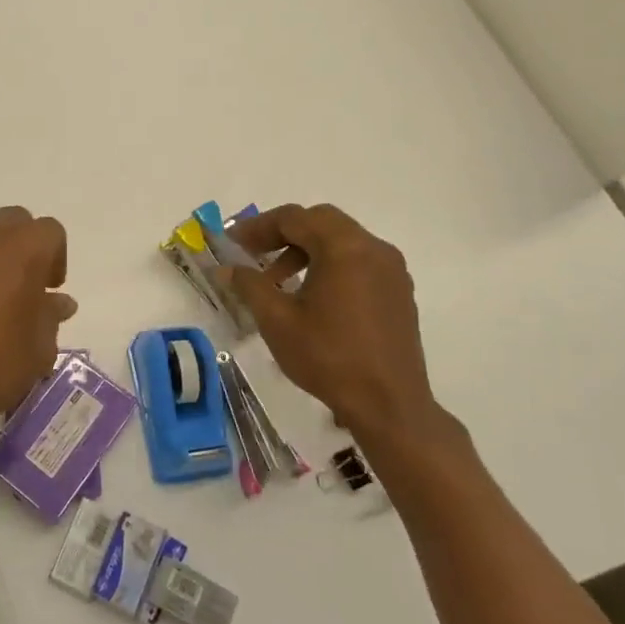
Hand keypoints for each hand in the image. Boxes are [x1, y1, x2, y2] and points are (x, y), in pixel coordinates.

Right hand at [225, 204, 438, 449]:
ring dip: (306, 249)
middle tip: (254, 253)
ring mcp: (391, 270)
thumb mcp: (277, 321)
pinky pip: (359, 261)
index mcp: (344, 248)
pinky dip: (330, 264)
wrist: (389, 405)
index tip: (232, 244)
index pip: (294, 218)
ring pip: (341, 240)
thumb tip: (226, 268)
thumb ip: (250, 285)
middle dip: (283, 233)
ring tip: (279, 280)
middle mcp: (373, 249)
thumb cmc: (329, 358)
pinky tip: (312, 296)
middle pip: (320, 221)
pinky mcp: (398, 291)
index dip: (257, 227)